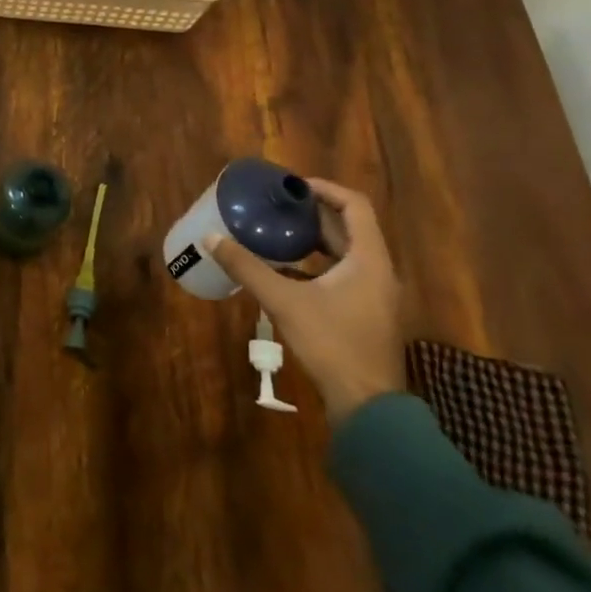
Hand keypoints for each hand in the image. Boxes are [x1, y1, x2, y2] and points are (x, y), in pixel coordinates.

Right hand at [207, 179, 405, 423]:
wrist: (368, 405)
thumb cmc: (332, 343)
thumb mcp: (284, 301)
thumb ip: (248, 268)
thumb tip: (212, 238)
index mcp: (369, 259)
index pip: (355, 205)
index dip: (324, 189)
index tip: (292, 186)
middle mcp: (378, 270)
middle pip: (350, 227)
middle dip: (313, 213)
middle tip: (277, 205)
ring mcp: (376, 294)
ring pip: (347, 253)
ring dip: (315, 239)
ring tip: (278, 231)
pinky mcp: (367, 313)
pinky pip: (344, 274)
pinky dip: (317, 264)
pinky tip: (286, 270)